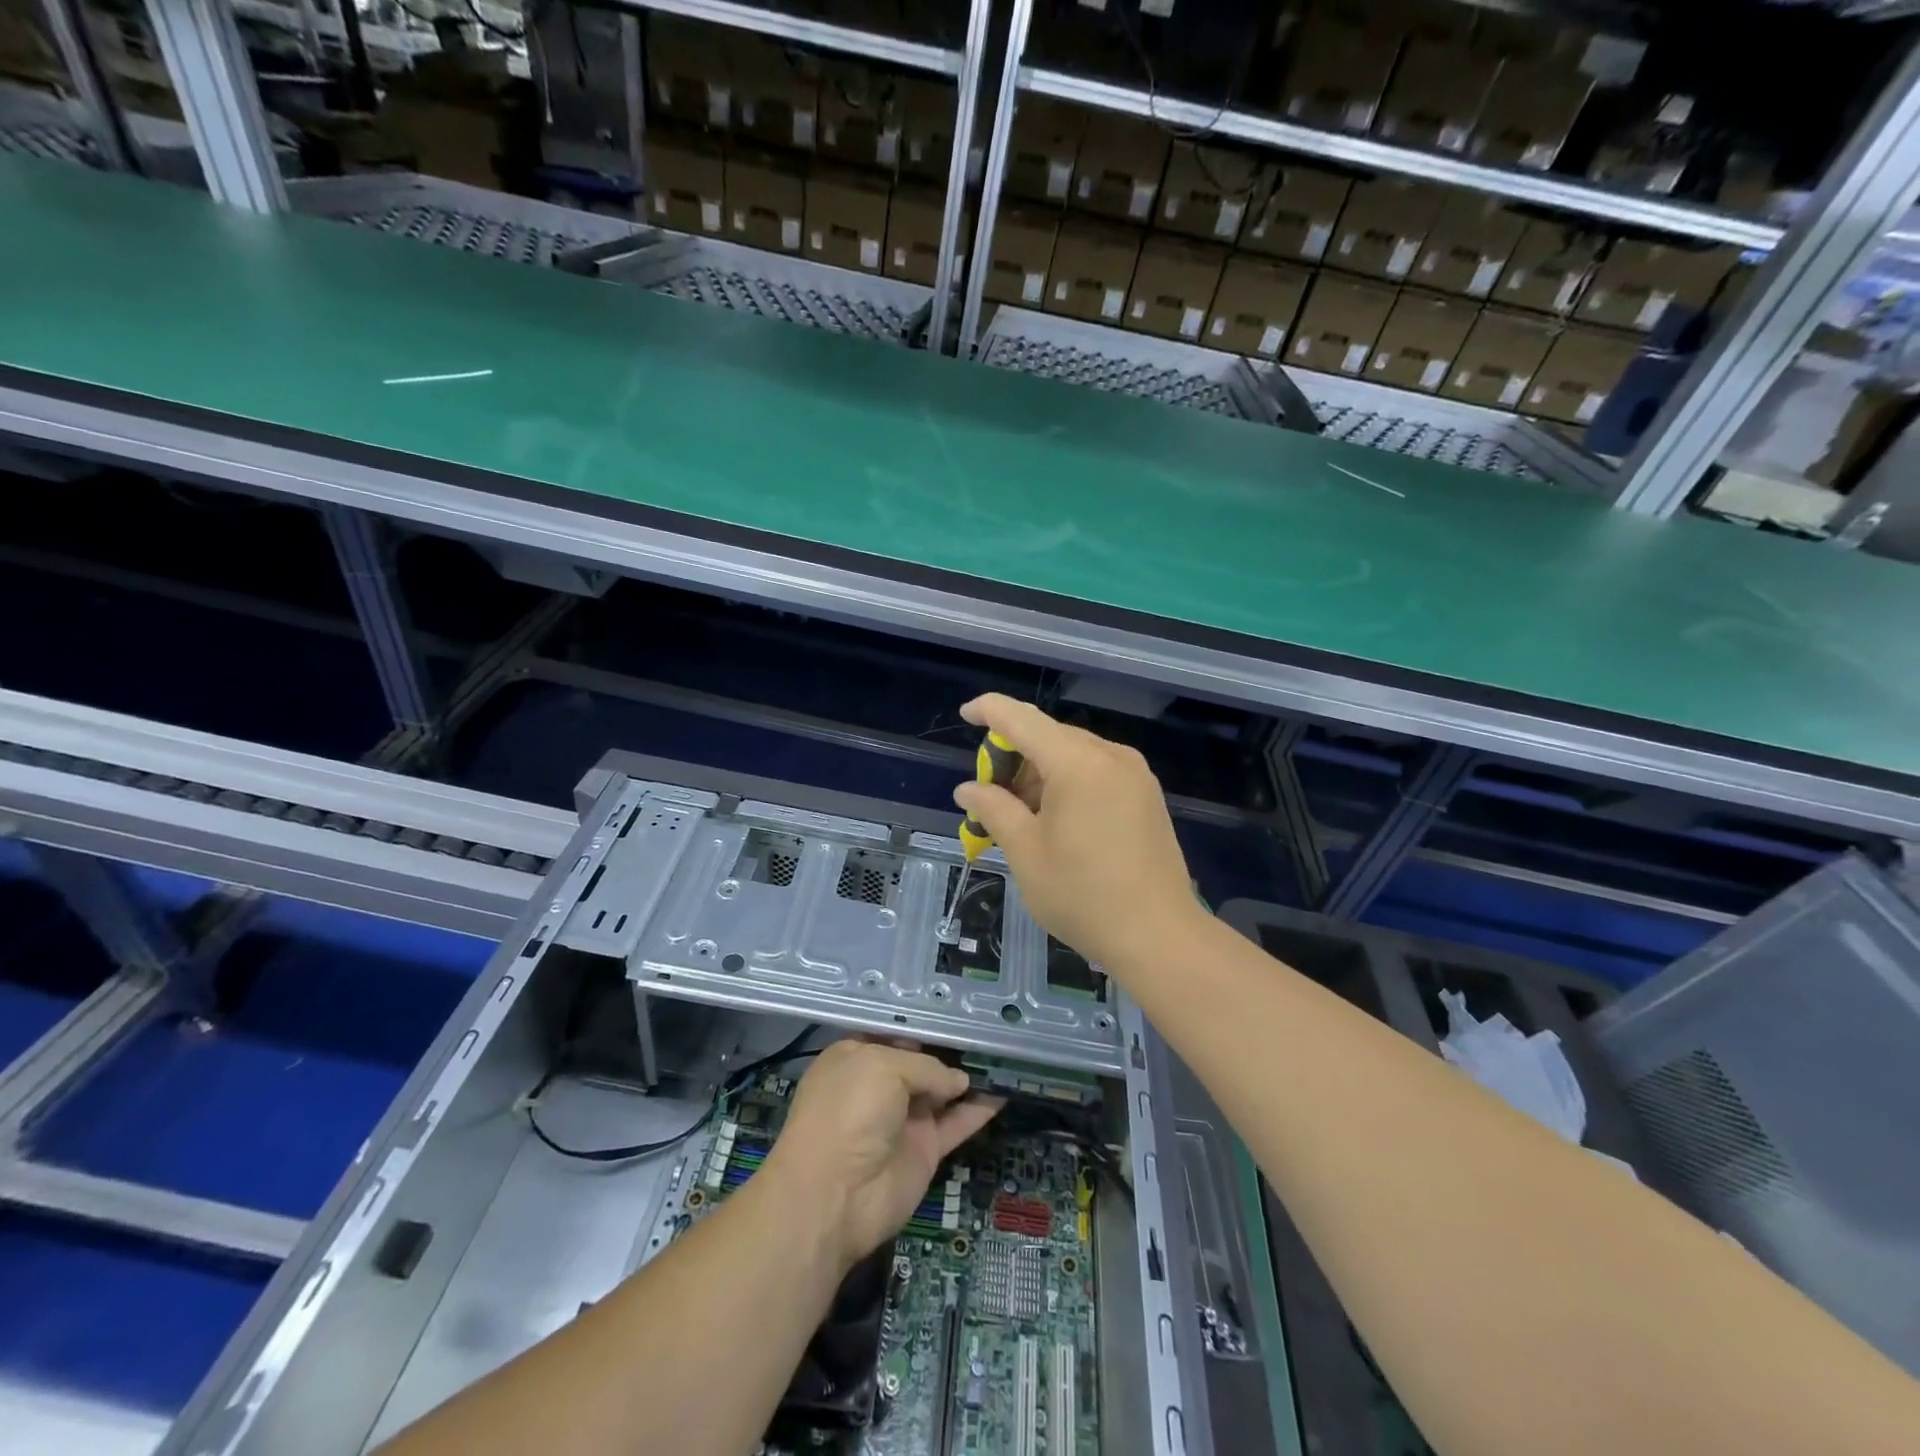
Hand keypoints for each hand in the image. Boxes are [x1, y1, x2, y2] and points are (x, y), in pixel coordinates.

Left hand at [761, 1041, 1000, 1272]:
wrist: (835, 1196)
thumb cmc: (848, 1112)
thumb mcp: (883, 1068)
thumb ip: (926, 1067)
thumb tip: (958, 1081)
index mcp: (855, 1057)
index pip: (893, 1033)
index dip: (922, 1023)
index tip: (956, 1011)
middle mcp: (879, 1085)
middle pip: (921, 1060)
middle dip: (951, 1046)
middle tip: (988, 1028)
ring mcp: (903, 1119)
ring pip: (943, 1091)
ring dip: (970, 1077)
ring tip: (1004, 1055)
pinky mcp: (924, 1150)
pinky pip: (957, 1123)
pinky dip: (980, 1110)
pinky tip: (1005, 1092)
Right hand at [953, 693, 1200, 970]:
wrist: (1160, 937)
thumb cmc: (1083, 896)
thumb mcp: (1026, 853)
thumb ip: (993, 810)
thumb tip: (968, 789)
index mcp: (1078, 763)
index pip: (1022, 719)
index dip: (989, 711)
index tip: (965, 715)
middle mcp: (1111, 756)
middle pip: (1048, 736)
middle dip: (1013, 758)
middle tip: (990, 799)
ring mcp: (1134, 774)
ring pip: (1073, 754)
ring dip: (1039, 774)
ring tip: (1020, 819)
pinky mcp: (1146, 795)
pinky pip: (1096, 771)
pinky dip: (1067, 783)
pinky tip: (1055, 821)